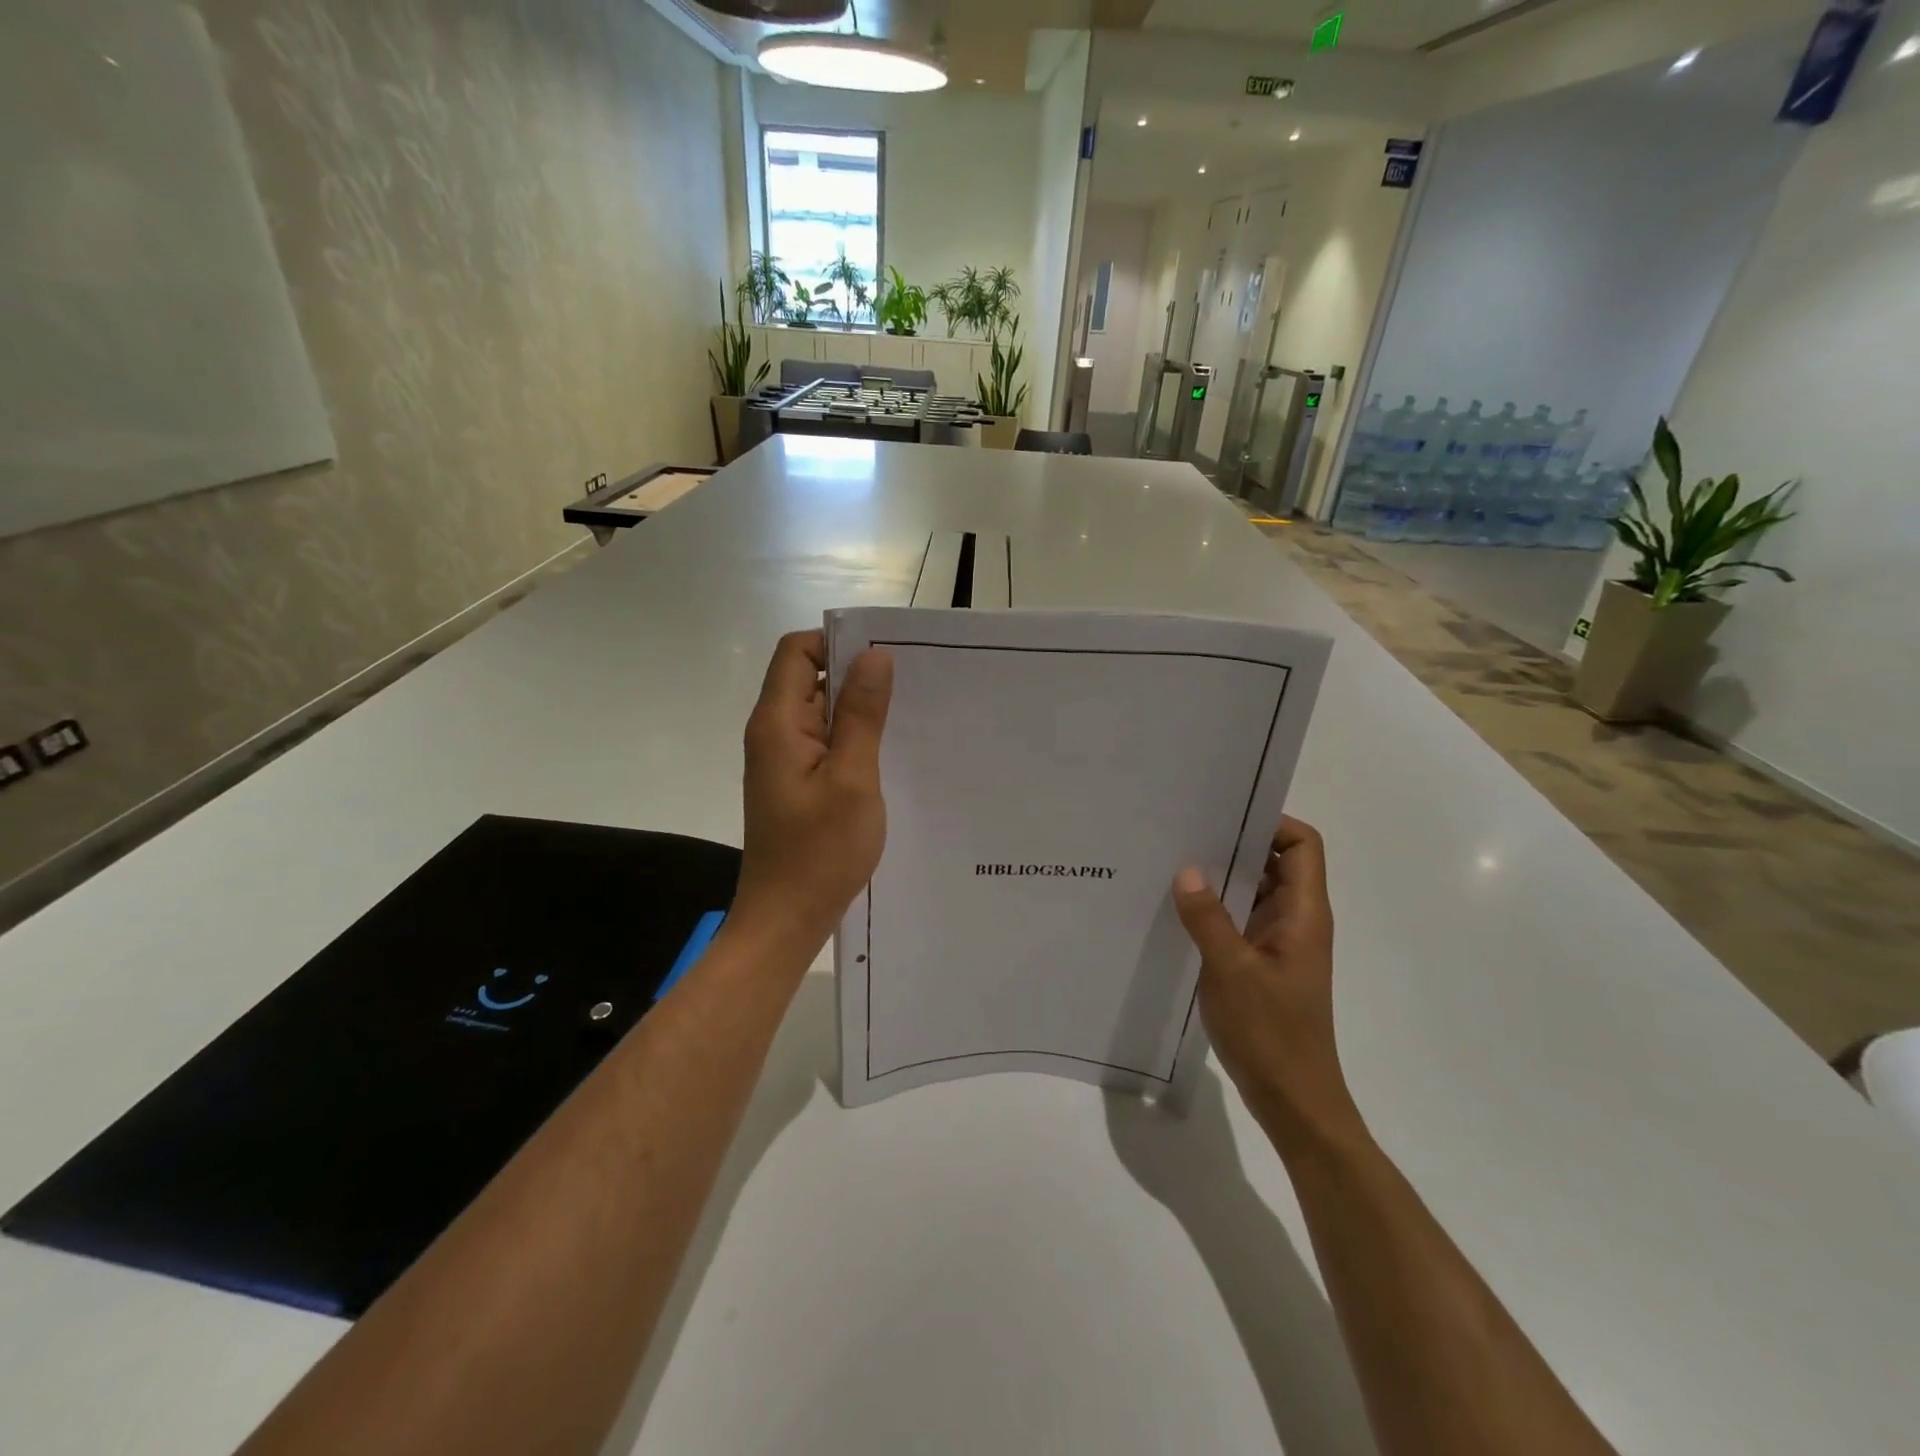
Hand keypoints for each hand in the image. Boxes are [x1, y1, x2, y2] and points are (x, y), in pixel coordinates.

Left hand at [734, 630, 892, 950]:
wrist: (786, 920)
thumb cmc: (819, 852)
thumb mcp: (851, 778)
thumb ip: (860, 715)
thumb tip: (874, 656)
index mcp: (777, 724)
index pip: (796, 652)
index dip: (837, 643)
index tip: (885, 657)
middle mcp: (773, 734)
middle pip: (808, 678)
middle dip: (855, 676)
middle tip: (909, 687)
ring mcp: (782, 760)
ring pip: (819, 712)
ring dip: (857, 711)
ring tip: (907, 719)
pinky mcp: (795, 783)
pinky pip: (823, 743)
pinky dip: (851, 739)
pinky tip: (887, 754)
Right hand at [1173, 818, 1360, 1151]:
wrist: (1293, 1100)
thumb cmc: (1271, 1033)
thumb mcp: (1231, 970)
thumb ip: (1208, 917)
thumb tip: (1187, 869)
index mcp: (1303, 914)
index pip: (1302, 845)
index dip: (1272, 823)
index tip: (1224, 816)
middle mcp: (1296, 920)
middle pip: (1275, 862)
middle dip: (1236, 844)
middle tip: (1185, 831)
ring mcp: (1278, 943)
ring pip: (1254, 892)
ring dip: (1221, 877)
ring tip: (1173, 863)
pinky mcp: (1261, 963)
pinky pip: (1240, 919)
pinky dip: (1215, 908)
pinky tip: (1177, 909)